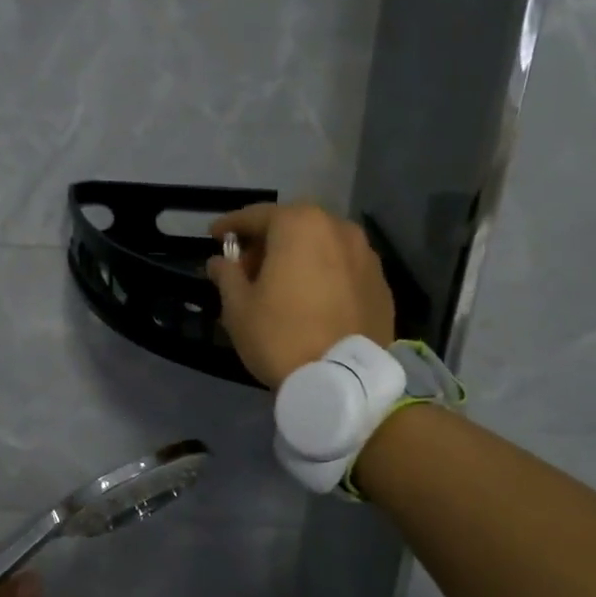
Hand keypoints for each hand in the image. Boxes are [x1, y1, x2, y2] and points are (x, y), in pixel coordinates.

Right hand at [206, 202, 396, 389]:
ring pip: (322, 245)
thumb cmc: (281, 335)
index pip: (256, 215)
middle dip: (267, 241)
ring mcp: (366, 254)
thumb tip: (220, 261)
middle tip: (246, 266)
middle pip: (293, 225)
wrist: (344, 380)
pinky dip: (323, 273)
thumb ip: (226, 275)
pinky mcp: (381, 283)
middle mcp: (337, 228)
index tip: (214, 237)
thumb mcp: (238, 307)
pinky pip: (342, 267)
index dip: (231, 226)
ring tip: (280, 284)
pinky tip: (310, 298)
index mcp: (299, 225)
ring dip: (298, 255)